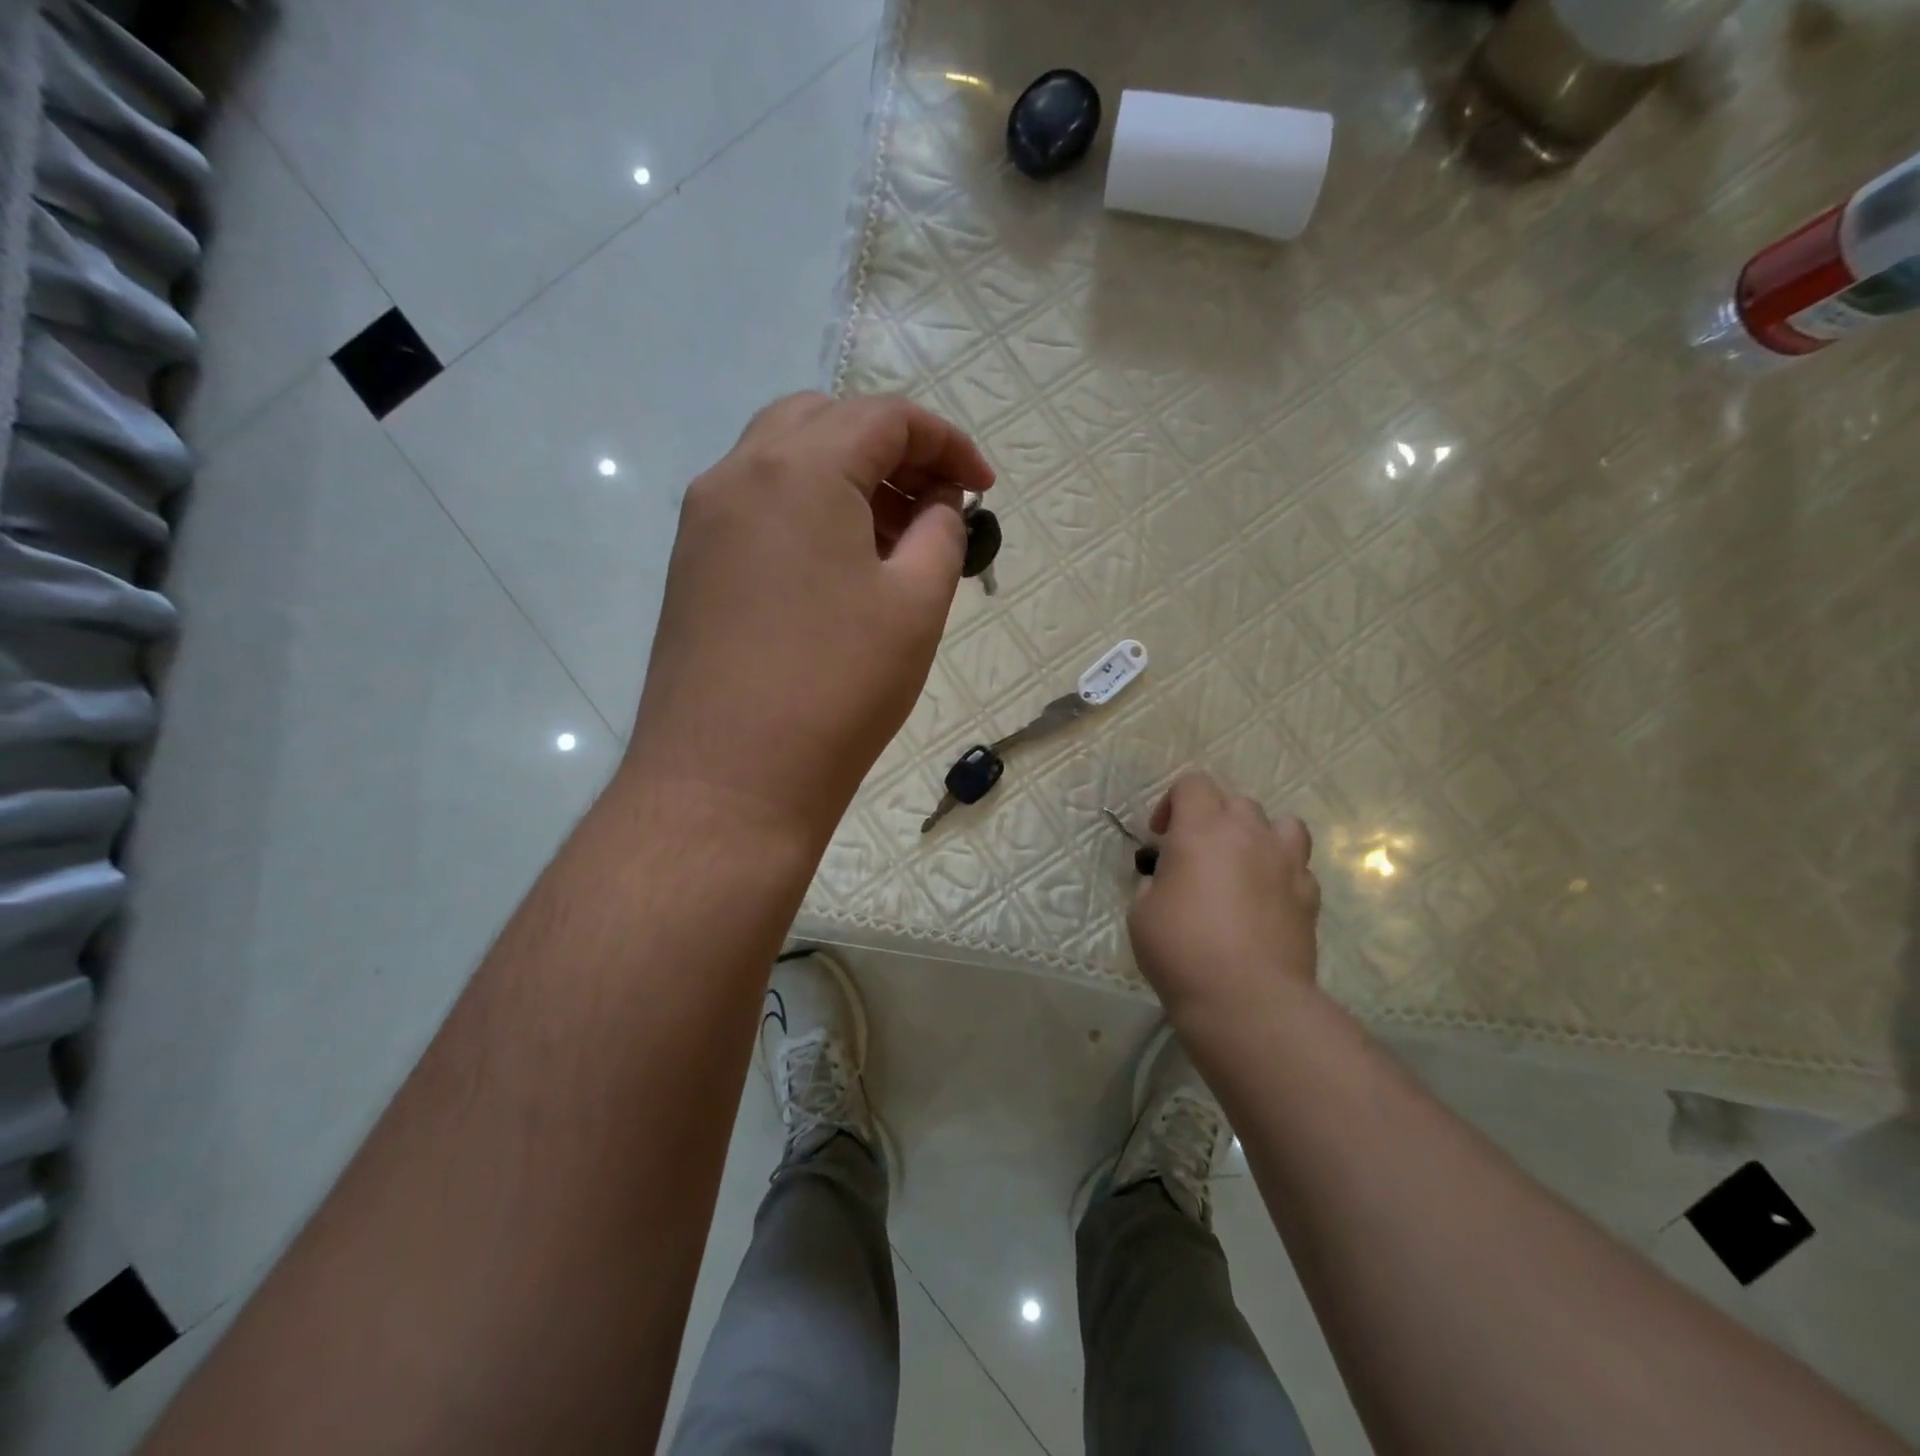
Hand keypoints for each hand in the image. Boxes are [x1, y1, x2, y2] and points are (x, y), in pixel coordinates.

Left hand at [625, 392, 993, 836]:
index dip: (947, 442)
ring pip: (784, 461)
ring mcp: (704, 520)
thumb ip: (941, 533)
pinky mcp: (692, 565)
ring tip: (895, 537)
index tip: (984, 486)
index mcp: (799, 468)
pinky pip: (758, 506)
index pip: (884, 417)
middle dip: (891, 450)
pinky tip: (839, 566)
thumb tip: (939, 504)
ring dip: (846, 478)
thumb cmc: (837, 688)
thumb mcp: (916, 605)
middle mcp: (738, 474)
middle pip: (826, 423)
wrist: (727, 781)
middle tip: (935, 504)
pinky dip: (807, 510)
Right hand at [1127, 771, 1320, 1023]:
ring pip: (1281, 824)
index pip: (1192, 784)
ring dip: (1258, 836)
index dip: (1172, 803)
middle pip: (1235, 801)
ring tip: (1242, 866)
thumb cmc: (1182, 951)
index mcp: (1202, 830)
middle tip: (1196, 855)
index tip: (1160, 837)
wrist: (1248, 1000)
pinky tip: (1266, 901)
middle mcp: (1248, 834)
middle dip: (1213, 819)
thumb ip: (1155, 882)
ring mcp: (1286, 863)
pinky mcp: (1310, 895)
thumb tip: (1169, 880)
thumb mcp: (1142, 912)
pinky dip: (1281, 874)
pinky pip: (1297, 867)